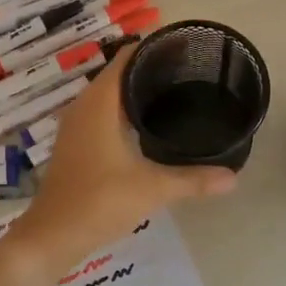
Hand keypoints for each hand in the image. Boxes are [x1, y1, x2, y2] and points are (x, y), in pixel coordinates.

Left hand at [9, 45, 236, 275]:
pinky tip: (145, 125)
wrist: (51, 236)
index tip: (183, 49)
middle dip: (149, 70)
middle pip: (117, 74)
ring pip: (108, 95)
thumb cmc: (99, 201)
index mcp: (99, 103)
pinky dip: (122, 110)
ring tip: (172, 93)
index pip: (125, 58)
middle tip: (187, 72)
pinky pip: (101, 113)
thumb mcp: (152, 188)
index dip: (151, 49)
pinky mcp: (74, 144)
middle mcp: (84, 106)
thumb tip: (234, 177)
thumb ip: (193, 179)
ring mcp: (75, 126)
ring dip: (134, 91)